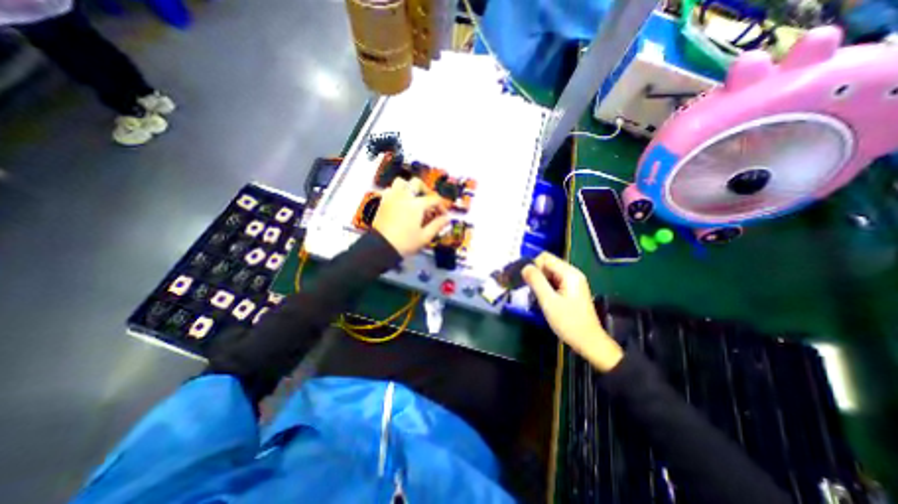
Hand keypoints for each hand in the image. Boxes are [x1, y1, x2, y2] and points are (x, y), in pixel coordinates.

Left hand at [377, 176, 451, 254]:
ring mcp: (392, 197)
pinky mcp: (383, 202)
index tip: (444, 215)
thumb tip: (447, 218)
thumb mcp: (425, 236)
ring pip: (401, 182)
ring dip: (409, 187)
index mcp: (417, 205)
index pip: (434, 199)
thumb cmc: (405, 243)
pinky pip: (390, 190)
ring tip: (413, 198)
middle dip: (425, 190)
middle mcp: (404, 196)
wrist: (381, 247)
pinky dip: (397, 192)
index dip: (441, 206)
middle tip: (429, 201)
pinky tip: (401, 203)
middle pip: (417, 183)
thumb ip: (437, 225)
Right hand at [520, 254, 626, 372]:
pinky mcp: (570, 290)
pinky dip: (545, 287)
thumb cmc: (569, 322)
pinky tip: (543, 299)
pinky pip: (553, 282)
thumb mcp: (549, 301)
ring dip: (539, 282)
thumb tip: (525, 267)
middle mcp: (572, 274)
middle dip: (536, 274)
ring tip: (535, 296)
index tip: (527, 282)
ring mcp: (572, 282)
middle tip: (529, 290)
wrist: (589, 342)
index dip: (533, 266)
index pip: (545, 257)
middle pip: (547, 264)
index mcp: (569, 273)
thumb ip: (536, 281)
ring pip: (549, 273)